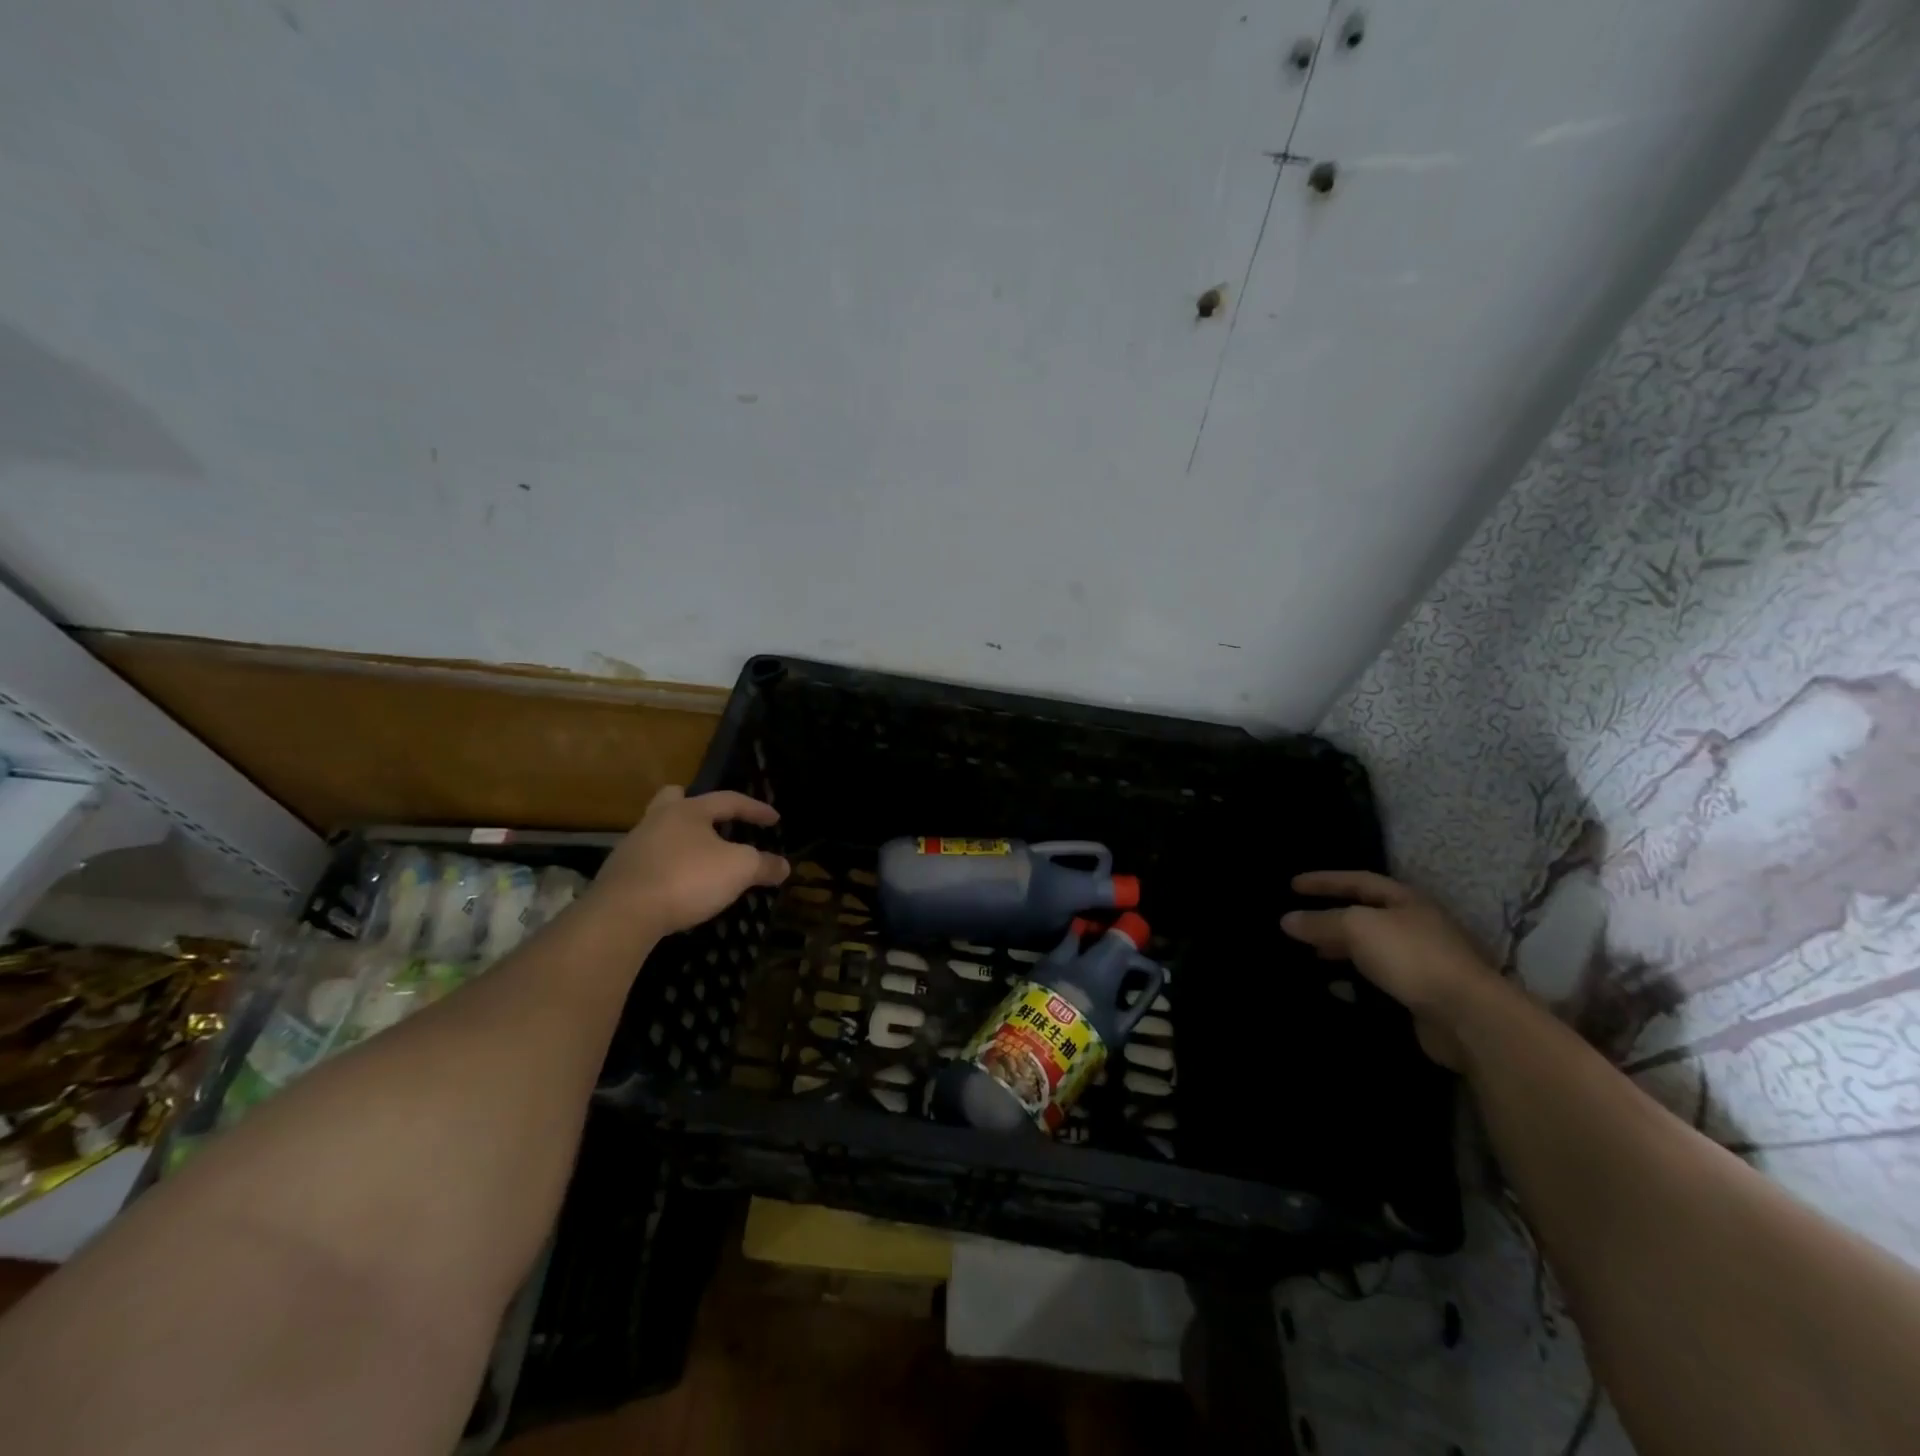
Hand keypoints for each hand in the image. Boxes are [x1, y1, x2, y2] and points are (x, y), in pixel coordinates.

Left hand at [586, 786, 789, 939]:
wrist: (623, 914)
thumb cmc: (687, 879)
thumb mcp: (739, 870)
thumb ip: (763, 865)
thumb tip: (784, 866)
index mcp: (688, 811)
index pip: (728, 800)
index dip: (755, 809)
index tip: (775, 820)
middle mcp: (657, 820)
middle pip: (674, 800)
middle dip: (694, 806)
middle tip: (711, 818)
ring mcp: (633, 847)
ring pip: (659, 832)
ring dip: (680, 840)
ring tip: (698, 859)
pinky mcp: (619, 876)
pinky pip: (649, 862)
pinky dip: (666, 868)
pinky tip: (676, 885)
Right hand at [1280, 871, 1496, 1069]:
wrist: (1468, 1016)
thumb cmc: (1411, 956)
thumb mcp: (1357, 928)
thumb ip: (1320, 922)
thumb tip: (1287, 920)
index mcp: (1406, 900)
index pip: (1358, 880)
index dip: (1325, 881)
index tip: (1292, 885)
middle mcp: (1417, 926)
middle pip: (1366, 916)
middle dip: (1331, 918)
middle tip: (1300, 924)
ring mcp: (1423, 962)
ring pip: (1372, 950)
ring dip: (1342, 951)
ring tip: (1312, 955)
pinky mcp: (1423, 996)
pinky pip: (1380, 981)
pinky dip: (1356, 981)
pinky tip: (1337, 988)